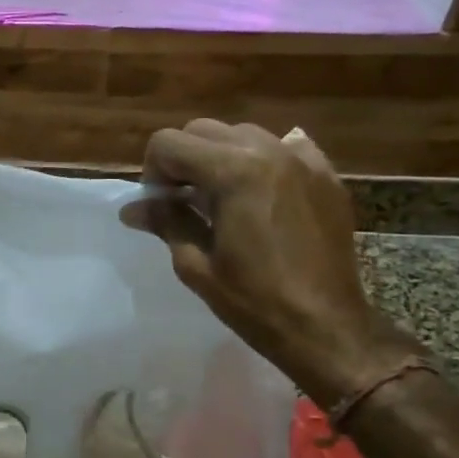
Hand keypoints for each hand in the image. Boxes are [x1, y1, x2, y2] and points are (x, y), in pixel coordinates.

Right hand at [120, 120, 413, 402]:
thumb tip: (131, 208)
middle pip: (203, 129)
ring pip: (243, 134)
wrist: (326, 328)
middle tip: (183, 200)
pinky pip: (286, 147)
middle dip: (183, 159)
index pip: (169, 142)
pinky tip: (261, 190)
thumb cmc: (254, 301)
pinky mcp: (325, 176)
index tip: (159, 204)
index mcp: (232, 171)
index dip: (153, 171)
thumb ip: (165, 221)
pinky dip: (264, 160)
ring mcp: (302, 160)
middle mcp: (268, 151)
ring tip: (222, 197)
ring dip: (221, 156)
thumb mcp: (196, 264)